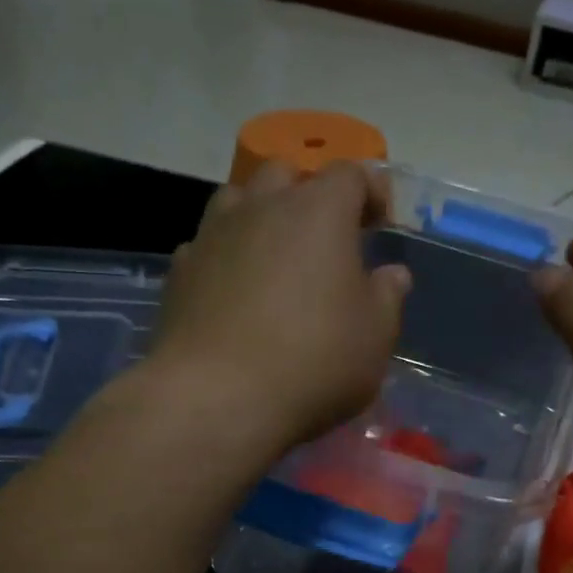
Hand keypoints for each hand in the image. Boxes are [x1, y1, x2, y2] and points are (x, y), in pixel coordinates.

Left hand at [148, 160, 409, 456]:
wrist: (219, 398)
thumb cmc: (315, 362)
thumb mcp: (375, 336)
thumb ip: (387, 297)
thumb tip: (392, 274)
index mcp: (319, 211)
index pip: (350, 174)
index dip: (369, 191)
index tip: (380, 220)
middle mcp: (262, 207)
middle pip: (286, 174)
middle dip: (309, 194)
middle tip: (326, 236)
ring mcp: (213, 235)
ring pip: (239, 200)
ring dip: (261, 216)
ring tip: (276, 256)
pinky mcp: (180, 270)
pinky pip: (208, 245)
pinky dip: (227, 255)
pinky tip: (235, 291)